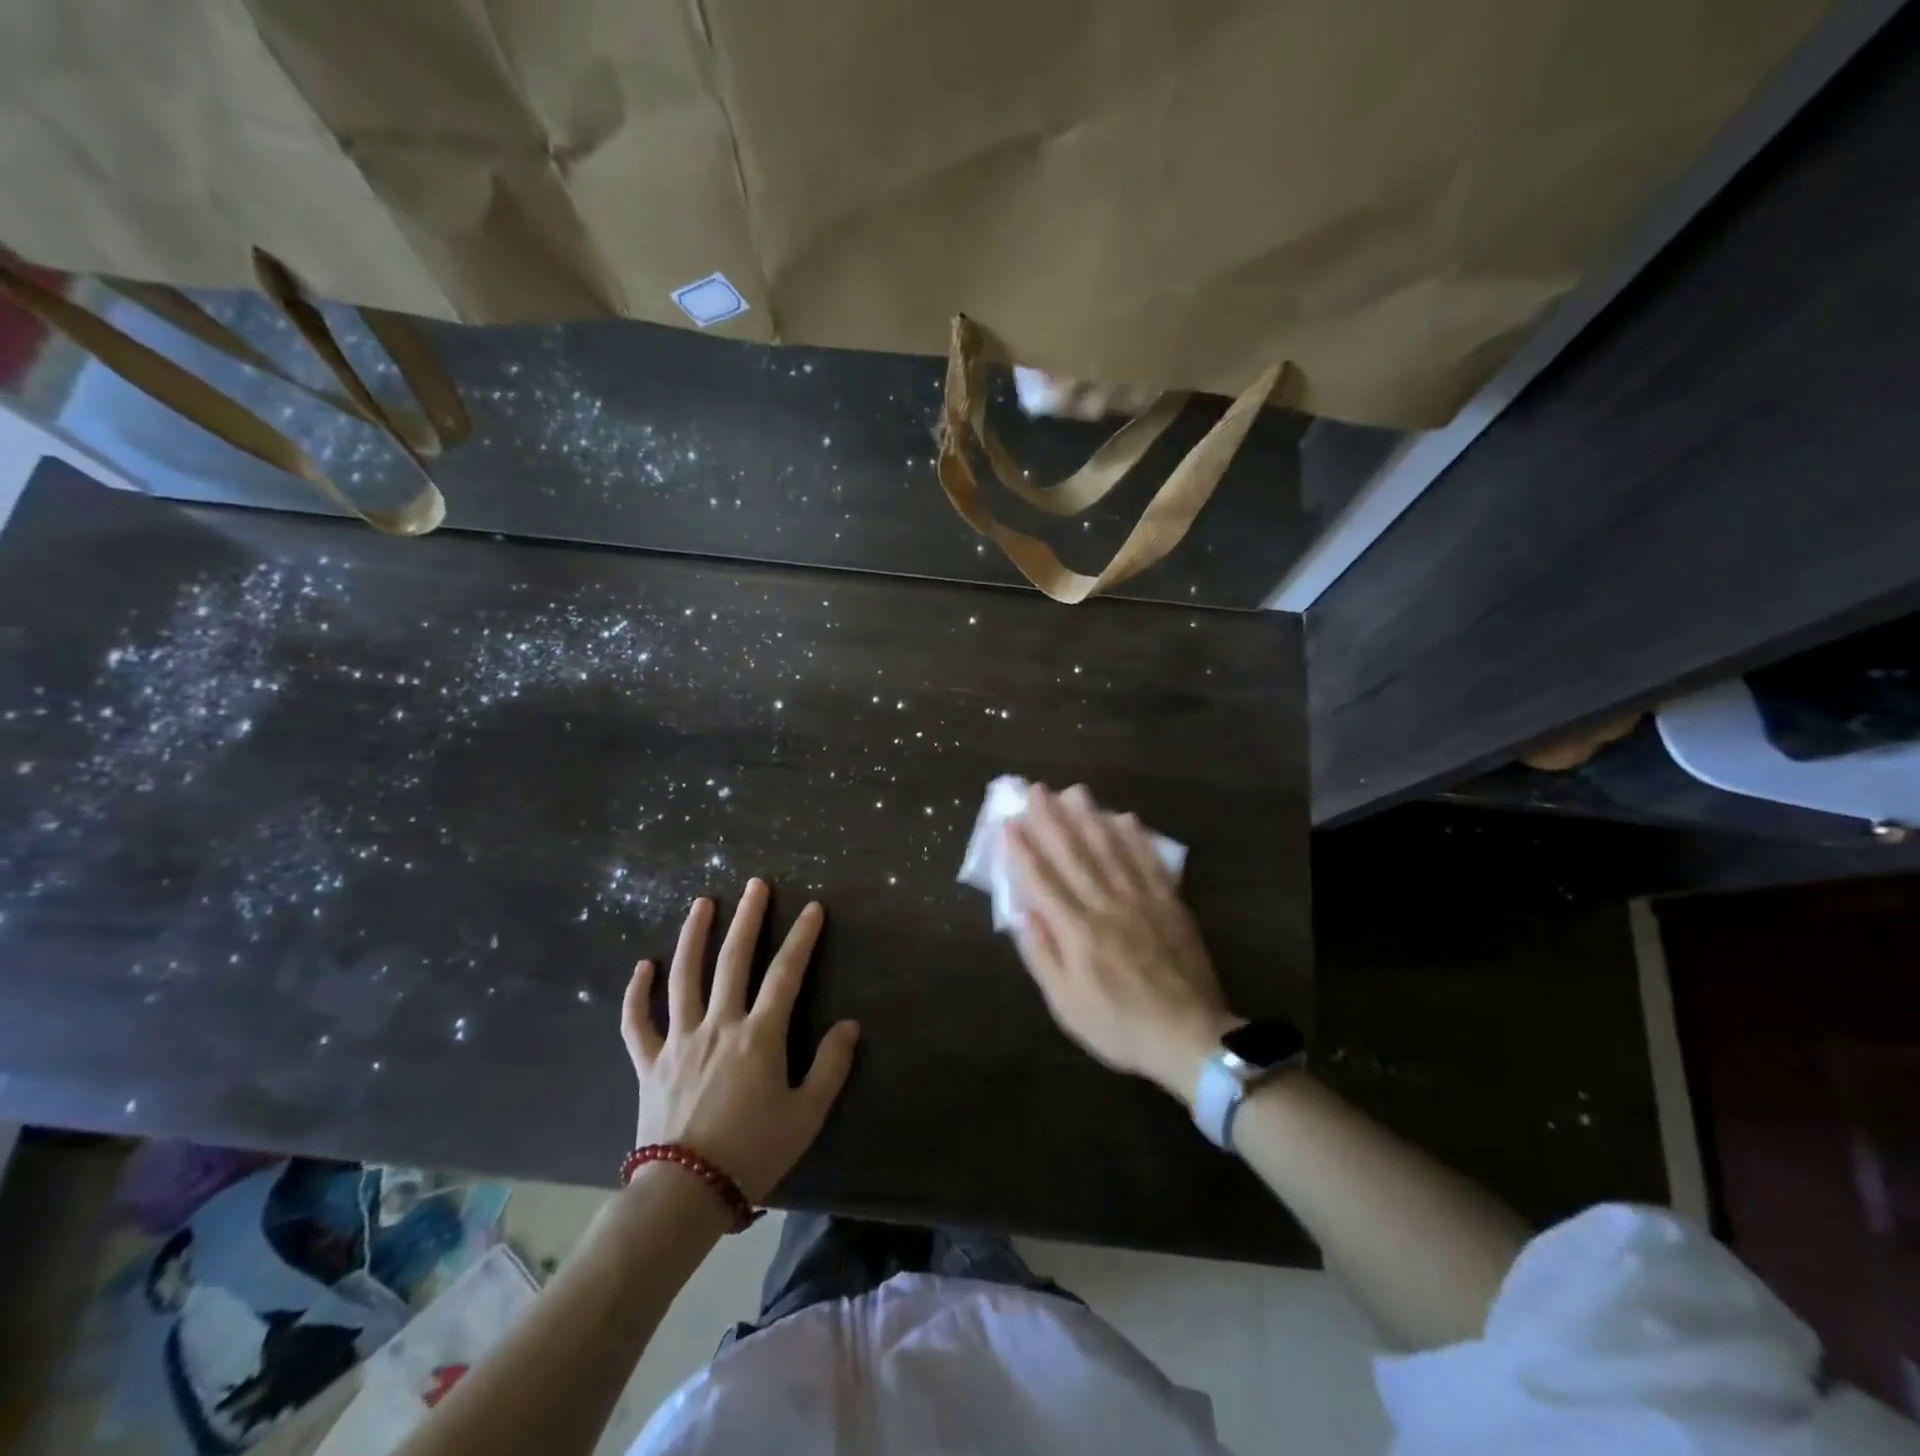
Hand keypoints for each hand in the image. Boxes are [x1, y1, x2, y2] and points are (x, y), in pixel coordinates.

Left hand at [621, 880, 859, 1202]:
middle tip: (755, 885)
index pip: (786, 973)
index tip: (812, 908)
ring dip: (693, 937)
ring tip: (701, 904)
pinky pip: (636, 1022)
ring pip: (683, 977)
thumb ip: (831, 1066)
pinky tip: (641, 967)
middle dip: (747, 919)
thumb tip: (849, 1025)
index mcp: (759, 1035)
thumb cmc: (753, 1153)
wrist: (685, 1194)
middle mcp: (718, 1025)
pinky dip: (636, 993)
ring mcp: (679, 1040)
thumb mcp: (806, 1115)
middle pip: (733, 960)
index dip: (802, 938)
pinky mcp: (649, 1062)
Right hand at [1006, 784, 1238, 1102]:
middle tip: (1037, 789)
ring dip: (1090, 817)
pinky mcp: (1169, 904)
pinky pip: (1149, 862)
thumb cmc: (1118, 1025)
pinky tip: (1125, 817)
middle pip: (1074, 854)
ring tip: (1075, 791)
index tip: (1009, 821)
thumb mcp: (1065, 1004)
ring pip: (1110, 849)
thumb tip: (1021, 913)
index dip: (1023, 849)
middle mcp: (1105, 905)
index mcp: (1076, 930)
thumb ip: (1042, 955)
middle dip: (1052, 819)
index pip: (1042, 880)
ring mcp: (1140, 900)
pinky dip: (1135, 837)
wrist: (1188, 1037)